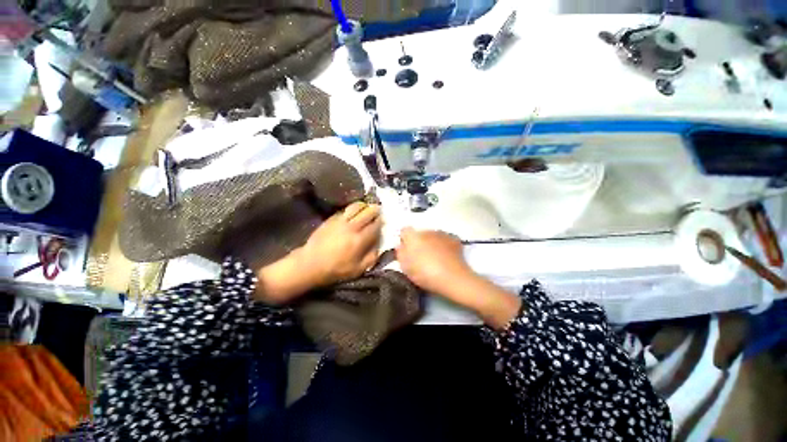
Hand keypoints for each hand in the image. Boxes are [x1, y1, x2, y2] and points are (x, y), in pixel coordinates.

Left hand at [301, 201, 382, 284]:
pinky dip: (352, 209)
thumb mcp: (358, 269)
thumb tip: (380, 245)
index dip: (381, 221)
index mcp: (359, 240)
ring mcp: (340, 221)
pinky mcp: (331, 219)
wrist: (310, 264)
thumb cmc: (336, 269)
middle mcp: (351, 227)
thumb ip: (372, 257)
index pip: (375, 225)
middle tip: (379, 210)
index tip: (384, 220)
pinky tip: (354, 212)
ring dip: (364, 206)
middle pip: (367, 212)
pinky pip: (345, 210)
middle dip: (375, 210)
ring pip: (356, 207)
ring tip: (367, 208)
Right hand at [396, 228, 472, 297]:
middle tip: (421, 257)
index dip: (404, 240)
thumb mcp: (405, 267)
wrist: (452, 278)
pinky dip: (444, 246)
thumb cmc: (424, 273)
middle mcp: (427, 231)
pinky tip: (446, 257)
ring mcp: (442, 234)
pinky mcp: (454, 240)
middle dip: (419, 242)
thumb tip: (401, 246)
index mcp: (413, 236)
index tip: (406, 251)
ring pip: (433, 237)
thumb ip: (400, 253)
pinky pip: (445, 241)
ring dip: (432, 244)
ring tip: (435, 259)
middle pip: (419, 234)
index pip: (404, 231)